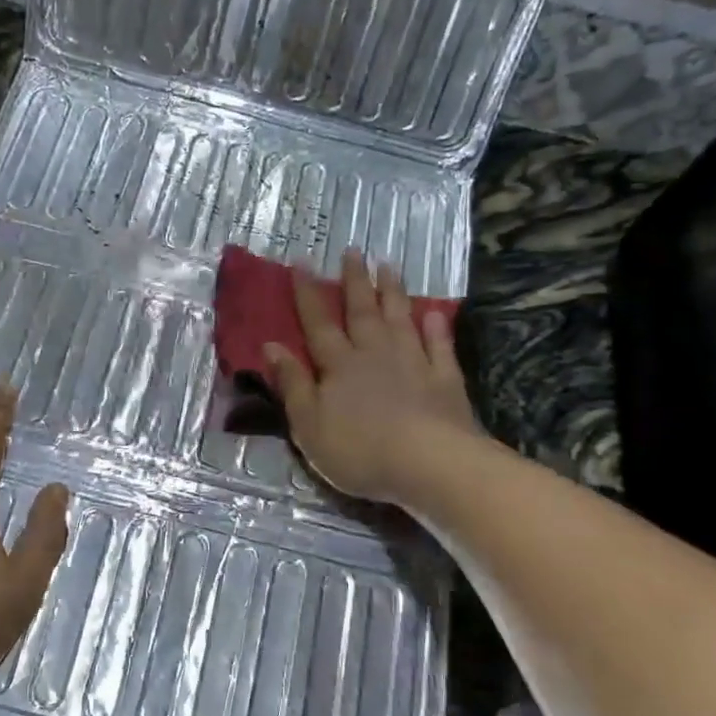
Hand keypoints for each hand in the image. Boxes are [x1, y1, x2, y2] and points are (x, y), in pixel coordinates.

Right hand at [264, 250, 480, 505]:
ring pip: (401, 320)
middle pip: (362, 312)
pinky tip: (434, 313)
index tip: (302, 262)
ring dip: (394, 293)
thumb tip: (270, 345)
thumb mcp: (309, 424)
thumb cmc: (359, 450)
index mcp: (339, 366)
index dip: (307, 293)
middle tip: (353, 251)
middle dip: (355, 281)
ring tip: (389, 266)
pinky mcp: (445, 381)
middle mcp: (375, 354)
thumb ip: (291, 384)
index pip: (318, 323)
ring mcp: (414, 364)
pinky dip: (436, 329)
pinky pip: (440, 347)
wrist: (429, 464)